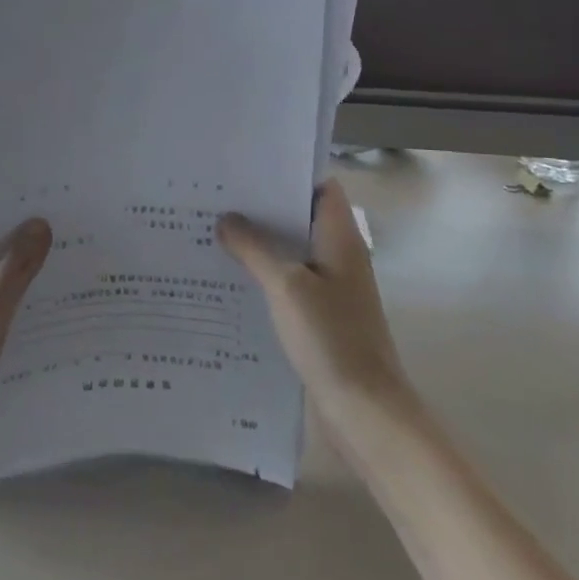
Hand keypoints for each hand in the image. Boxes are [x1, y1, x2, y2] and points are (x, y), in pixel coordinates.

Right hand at [217, 179, 408, 406]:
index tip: (247, 168)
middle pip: (300, 218)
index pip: (321, 188)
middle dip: (262, 208)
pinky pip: (288, 282)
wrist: (366, 411)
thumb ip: (255, 248)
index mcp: (340, 239)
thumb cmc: (331, 338)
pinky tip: (229, 278)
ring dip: (259, 243)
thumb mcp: (286, 286)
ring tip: (212, 231)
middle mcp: (338, 257)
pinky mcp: (320, 316)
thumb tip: (226, 219)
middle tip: (216, 197)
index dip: (288, 174)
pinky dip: (263, 274)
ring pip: (291, 252)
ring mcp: (331, 288)